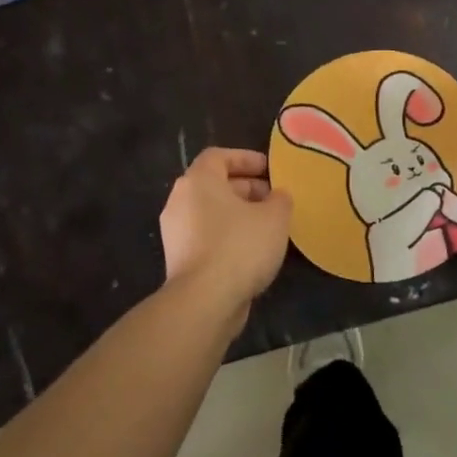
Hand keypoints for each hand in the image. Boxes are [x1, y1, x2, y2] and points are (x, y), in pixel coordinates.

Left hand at [159, 148, 292, 321]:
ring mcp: (176, 232)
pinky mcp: (179, 259)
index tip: (270, 169)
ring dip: (238, 214)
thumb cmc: (240, 246)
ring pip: (211, 212)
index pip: (219, 156)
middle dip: (246, 188)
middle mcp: (180, 201)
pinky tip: (252, 250)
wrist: (204, 301)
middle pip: (214, 184)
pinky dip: (227, 235)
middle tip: (274, 198)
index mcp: (198, 181)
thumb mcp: (275, 217)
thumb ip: (280, 199)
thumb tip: (277, 196)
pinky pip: (206, 236)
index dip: (246, 158)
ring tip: (268, 225)